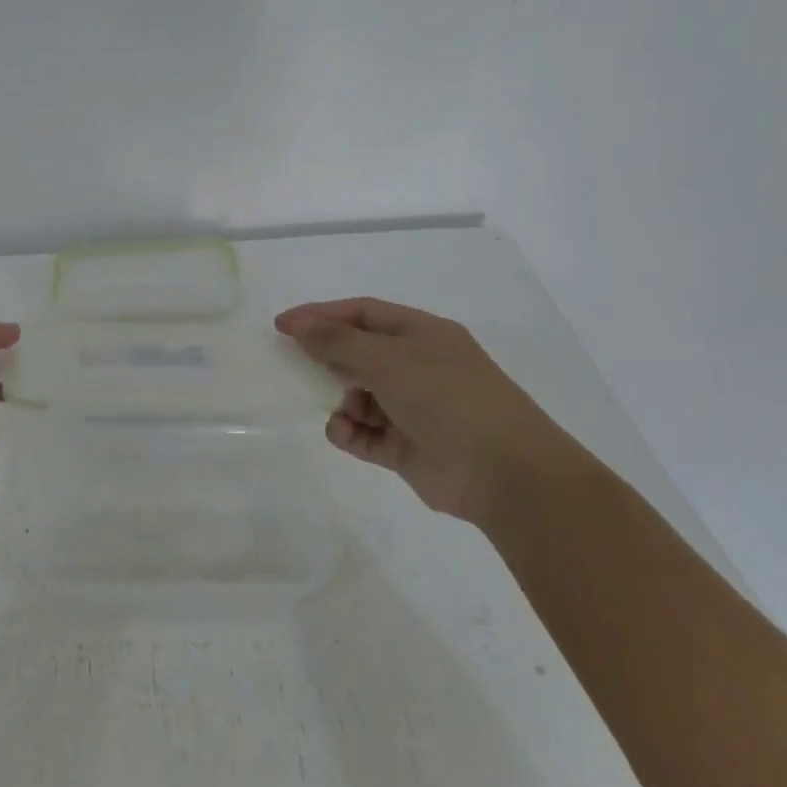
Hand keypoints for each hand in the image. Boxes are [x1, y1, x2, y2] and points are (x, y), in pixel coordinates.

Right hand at [275, 298, 573, 524]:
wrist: (504, 472)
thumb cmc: (447, 398)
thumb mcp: (389, 360)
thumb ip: (339, 342)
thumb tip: (299, 324)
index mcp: (421, 334)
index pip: (363, 314)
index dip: (321, 315)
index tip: (282, 326)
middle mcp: (416, 366)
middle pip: (358, 353)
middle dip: (327, 359)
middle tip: (293, 367)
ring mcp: (411, 408)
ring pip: (357, 396)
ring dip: (340, 401)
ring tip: (339, 410)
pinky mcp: (405, 447)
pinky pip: (364, 433)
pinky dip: (349, 432)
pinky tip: (344, 433)